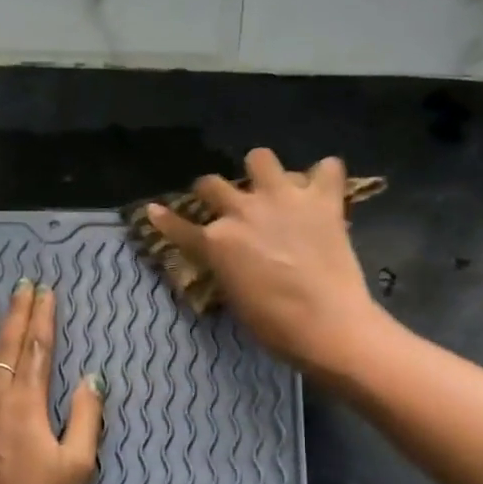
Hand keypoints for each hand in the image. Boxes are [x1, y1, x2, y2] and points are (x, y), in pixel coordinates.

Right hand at [147, 147, 380, 374]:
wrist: (328, 323)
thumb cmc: (275, 325)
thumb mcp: (235, 297)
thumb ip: (226, 267)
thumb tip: (229, 257)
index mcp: (216, 242)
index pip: (179, 227)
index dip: (164, 219)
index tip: (154, 210)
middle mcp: (242, 211)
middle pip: (211, 183)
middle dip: (212, 191)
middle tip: (224, 202)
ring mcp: (283, 198)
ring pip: (260, 157)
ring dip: (262, 171)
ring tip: (272, 186)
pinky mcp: (322, 199)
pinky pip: (328, 168)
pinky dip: (325, 176)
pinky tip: (324, 189)